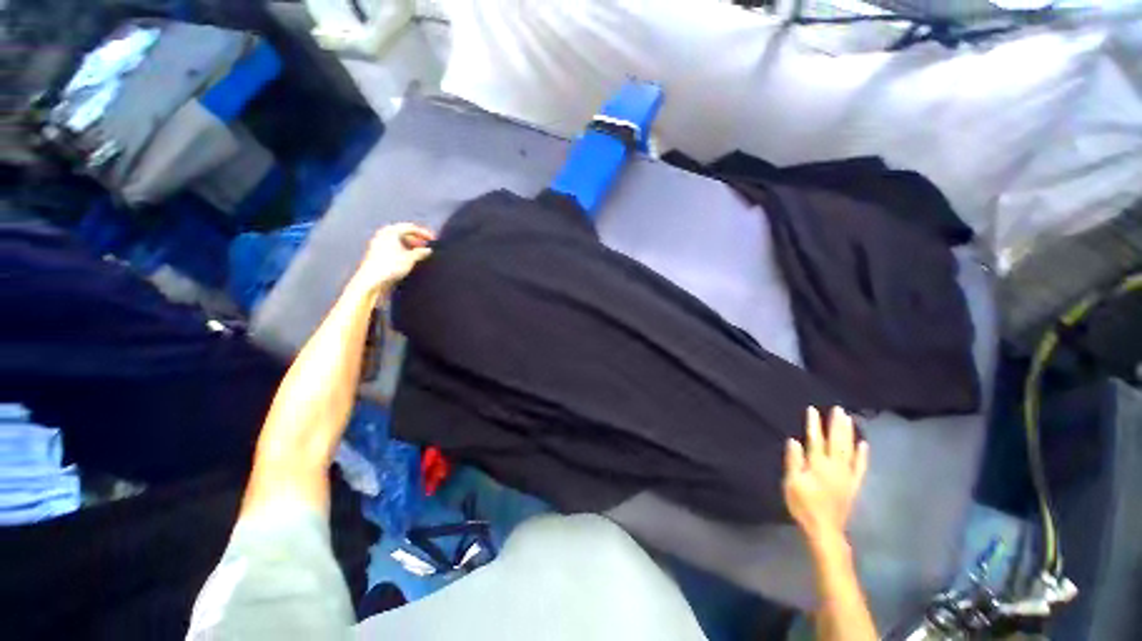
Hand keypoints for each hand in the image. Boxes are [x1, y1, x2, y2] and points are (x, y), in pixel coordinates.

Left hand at [352, 223, 435, 292]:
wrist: (372, 280)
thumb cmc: (391, 266)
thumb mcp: (410, 259)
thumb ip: (421, 252)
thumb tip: (428, 250)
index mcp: (391, 231)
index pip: (411, 227)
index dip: (423, 233)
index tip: (433, 239)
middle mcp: (383, 234)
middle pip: (403, 232)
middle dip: (416, 238)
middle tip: (426, 245)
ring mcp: (379, 243)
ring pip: (398, 240)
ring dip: (410, 244)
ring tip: (419, 252)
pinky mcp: (377, 253)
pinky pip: (393, 246)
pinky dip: (403, 249)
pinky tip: (409, 258)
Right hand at [783, 407, 868, 543]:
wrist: (825, 529)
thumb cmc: (803, 505)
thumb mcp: (792, 483)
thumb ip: (794, 461)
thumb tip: (794, 440)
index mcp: (818, 465)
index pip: (815, 440)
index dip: (814, 424)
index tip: (813, 410)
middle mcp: (835, 467)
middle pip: (836, 441)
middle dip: (836, 424)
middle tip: (838, 409)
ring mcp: (847, 475)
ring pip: (849, 450)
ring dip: (849, 434)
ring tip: (849, 419)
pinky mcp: (854, 484)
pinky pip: (860, 466)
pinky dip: (863, 455)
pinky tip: (864, 444)